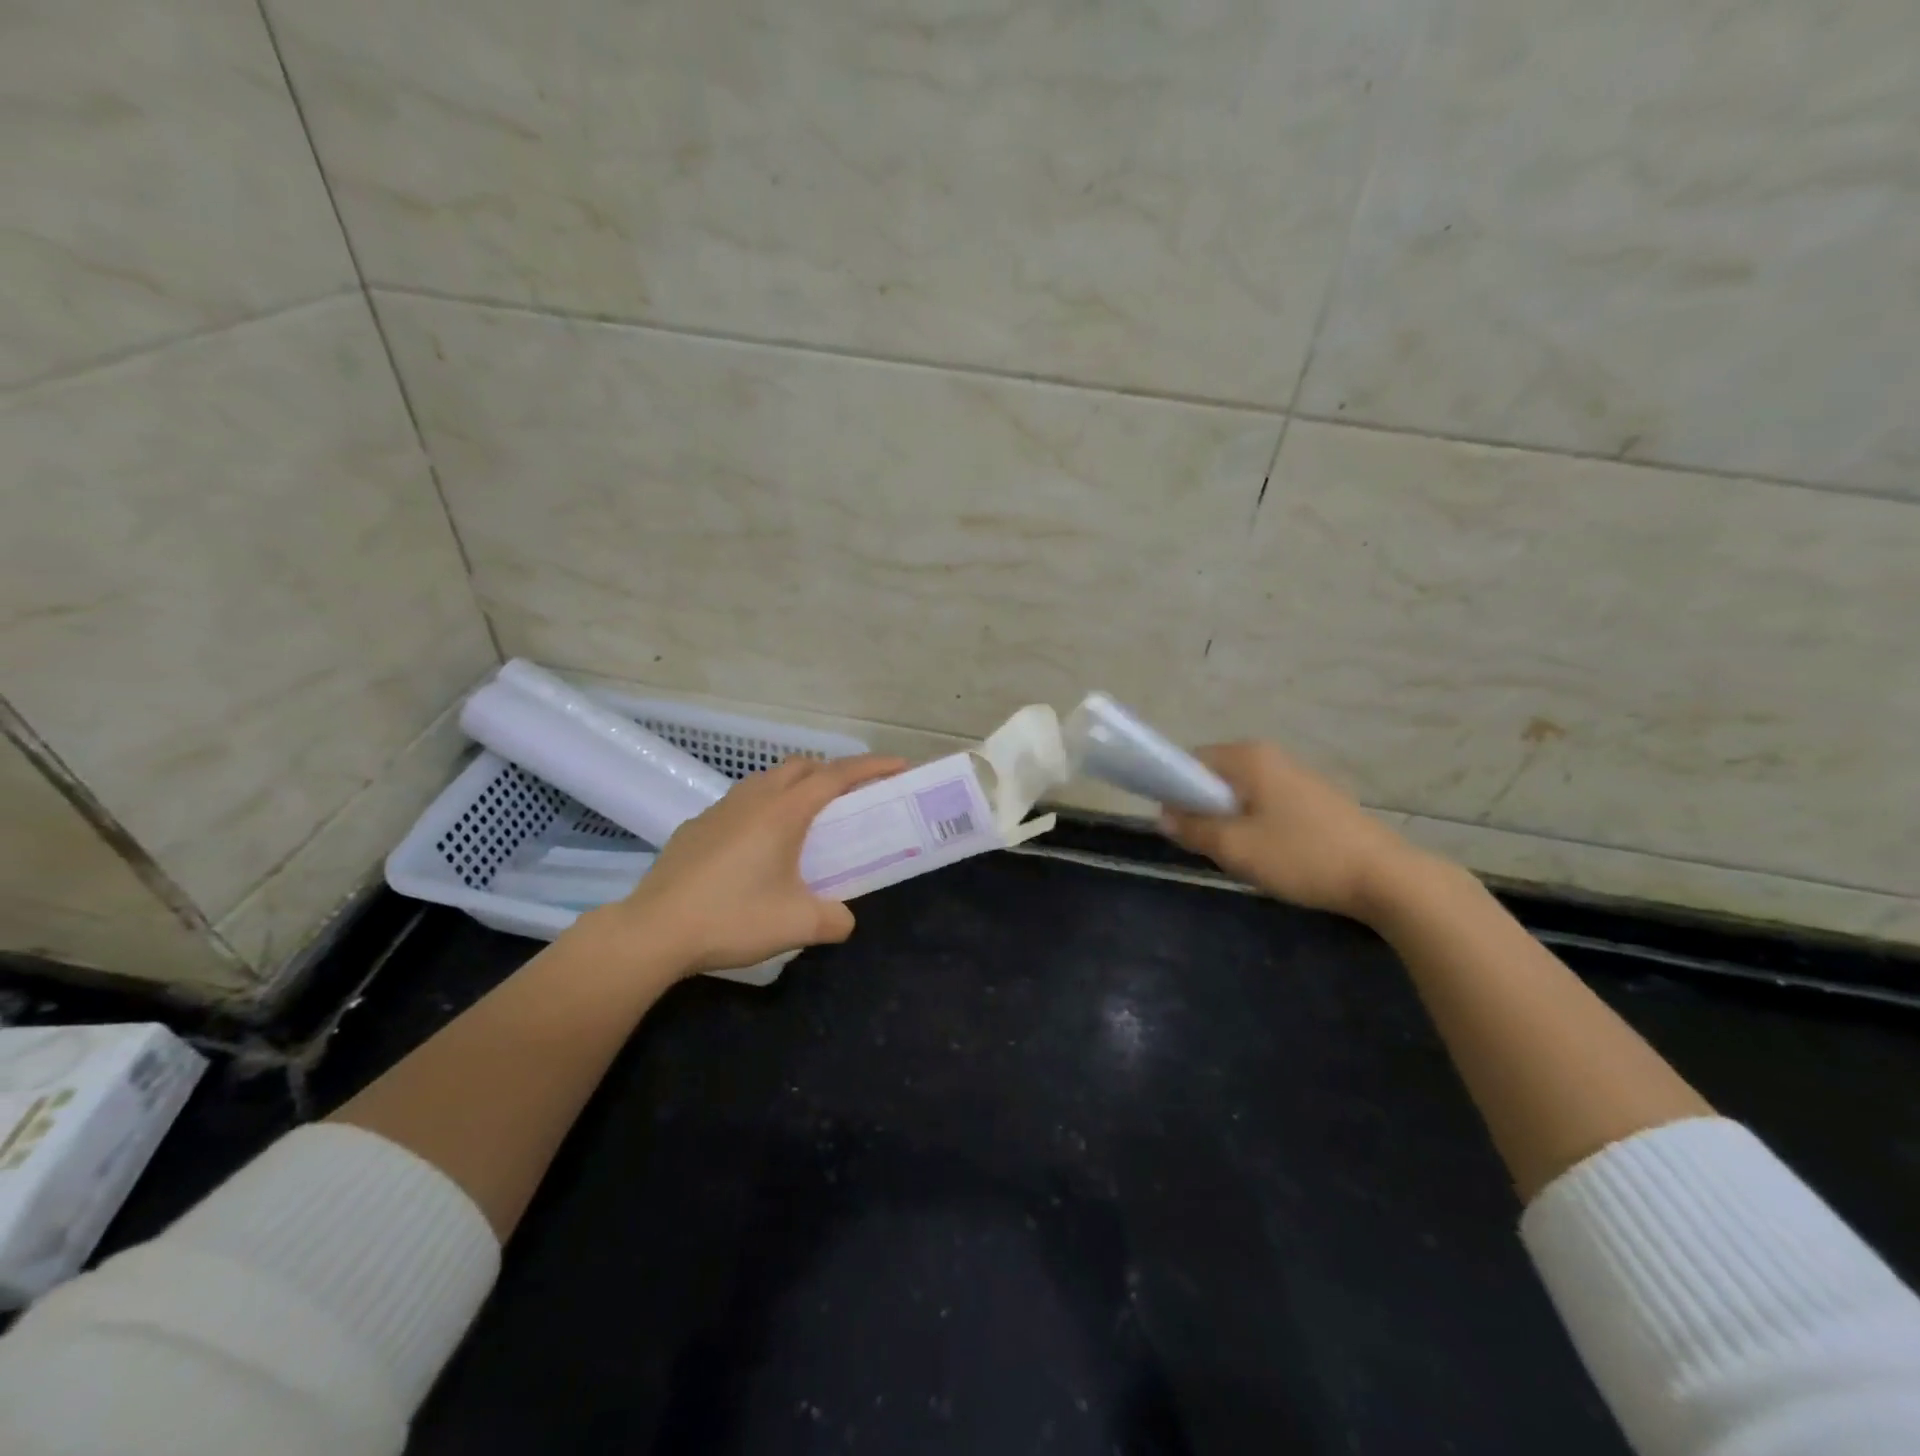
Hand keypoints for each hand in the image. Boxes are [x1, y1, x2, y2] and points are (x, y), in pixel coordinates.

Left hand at [596, 753, 906, 975]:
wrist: (654, 930)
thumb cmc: (732, 918)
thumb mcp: (797, 925)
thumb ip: (834, 920)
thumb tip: (844, 919)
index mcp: (784, 812)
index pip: (837, 775)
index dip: (872, 767)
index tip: (899, 766)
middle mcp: (754, 799)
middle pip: (802, 766)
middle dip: (832, 772)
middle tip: (852, 799)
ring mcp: (720, 809)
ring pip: (768, 780)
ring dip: (795, 787)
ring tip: (806, 822)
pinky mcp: (697, 826)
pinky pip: (742, 803)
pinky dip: (764, 808)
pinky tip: (758, 847)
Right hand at [1159, 741, 1425, 923]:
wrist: (1385, 878)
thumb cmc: (1302, 856)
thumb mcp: (1236, 848)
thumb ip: (1193, 829)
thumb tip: (1164, 816)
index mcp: (1248, 757)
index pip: (1191, 762)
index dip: (1176, 792)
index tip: (1180, 827)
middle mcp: (1271, 756)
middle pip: (1216, 777)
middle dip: (1206, 809)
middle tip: (1212, 846)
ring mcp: (1296, 775)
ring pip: (1242, 793)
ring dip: (1232, 820)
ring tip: (1244, 855)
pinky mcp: (1315, 797)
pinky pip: (1267, 802)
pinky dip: (1257, 824)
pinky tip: (1273, 855)